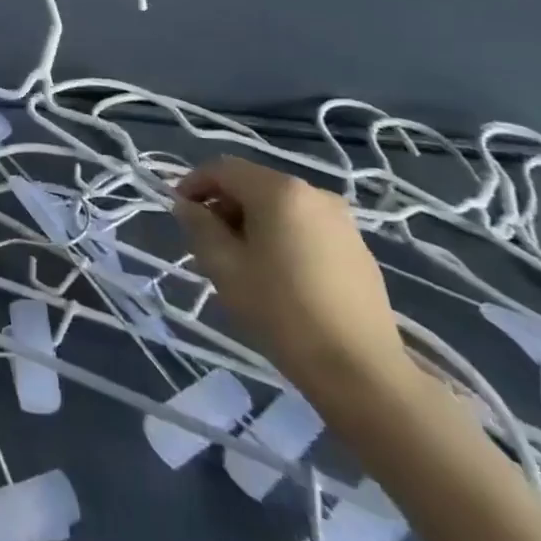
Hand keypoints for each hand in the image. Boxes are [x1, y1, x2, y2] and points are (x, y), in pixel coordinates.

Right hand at [172, 157, 410, 403]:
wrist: (362, 371)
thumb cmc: (282, 311)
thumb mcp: (224, 266)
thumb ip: (199, 226)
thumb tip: (187, 206)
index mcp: (279, 191)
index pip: (223, 169)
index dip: (193, 184)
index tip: (179, 211)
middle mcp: (314, 194)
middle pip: (254, 185)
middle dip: (224, 205)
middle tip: (207, 241)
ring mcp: (342, 221)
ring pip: (281, 206)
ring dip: (252, 221)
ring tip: (240, 260)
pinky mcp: (358, 249)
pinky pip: (306, 227)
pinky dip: (282, 236)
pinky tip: (278, 273)